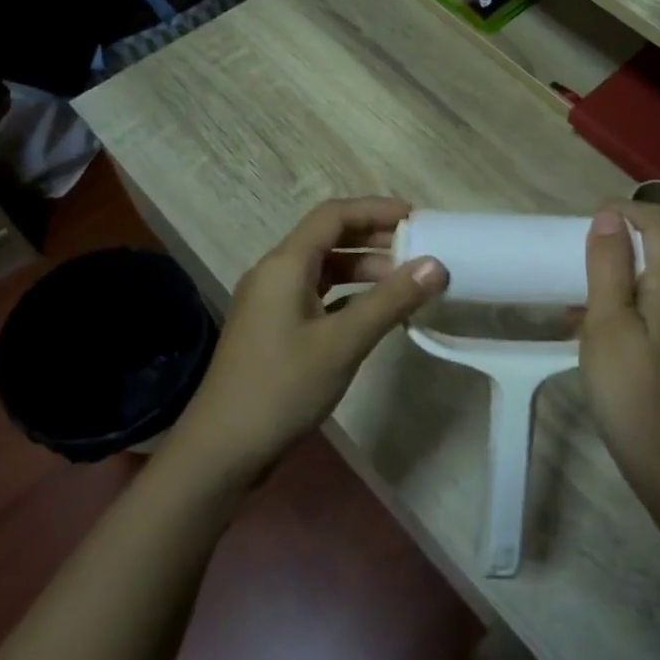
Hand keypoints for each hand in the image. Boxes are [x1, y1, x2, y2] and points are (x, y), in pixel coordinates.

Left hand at [169, 198, 446, 485]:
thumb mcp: (343, 342)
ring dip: (362, 270)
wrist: (222, 449)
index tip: (416, 218)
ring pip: (323, 269)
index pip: (334, 215)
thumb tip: (437, 264)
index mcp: (285, 264)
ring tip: (404, 283)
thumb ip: (391, 300)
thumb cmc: (282, 387)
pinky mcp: (273, 329)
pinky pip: (317, 296)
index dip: (376, 209)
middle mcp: (275, 273)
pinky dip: (348, 296)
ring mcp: (271, 302)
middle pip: (328, 238)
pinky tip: (374, 314)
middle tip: (417, 250)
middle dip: (373, 239)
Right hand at [578, 202, 659, 522]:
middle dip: (610, 243)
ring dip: (606, 277)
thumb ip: (608, 266)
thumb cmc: (631, 388)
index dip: (622, 210)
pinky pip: (639, 311)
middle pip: (650, 251)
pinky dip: (611, 307)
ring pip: (641, 284)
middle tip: (567, 257)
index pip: (656, 224)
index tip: (582, 222)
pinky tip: (580, 328)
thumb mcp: (608, 322)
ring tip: (567, 291)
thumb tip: (608, 216)